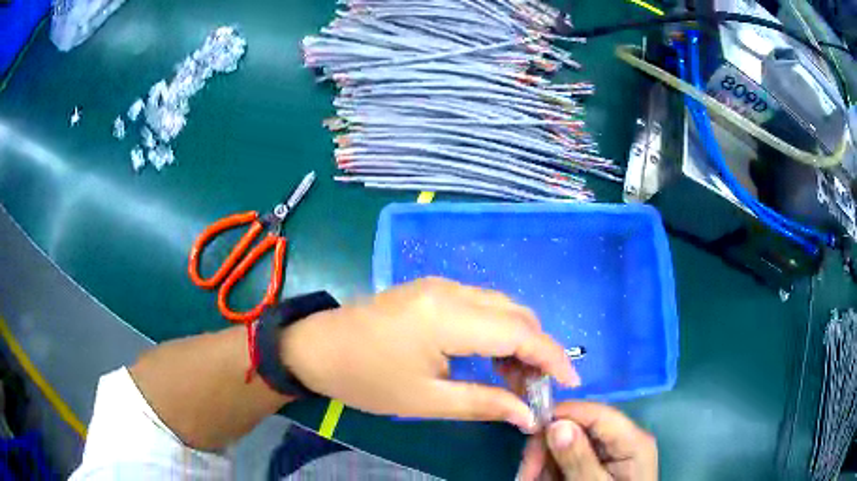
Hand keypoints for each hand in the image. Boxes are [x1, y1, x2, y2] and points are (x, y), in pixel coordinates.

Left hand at [280, 277, 578, 432]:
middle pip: (516, 314)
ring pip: (501, 307)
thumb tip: (528, 416)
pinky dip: (498, 331)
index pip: (521, 333)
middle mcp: (452, 290)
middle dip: (538, 350)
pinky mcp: (432, 290)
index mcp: (449, 317)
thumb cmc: (365, 379)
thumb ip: (484, 404)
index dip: (552, 358)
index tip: (572, 384)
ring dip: (519, 340)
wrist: (315, 348)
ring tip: (518, 380)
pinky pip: (481, 306)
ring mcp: (441, 285)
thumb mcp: (426, 400)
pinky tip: (493, 359)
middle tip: (539, 389)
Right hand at [518, 402, 657, 479]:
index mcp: (632, 440)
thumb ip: (579, 459)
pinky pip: (569, 456)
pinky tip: (542, 480)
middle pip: (578, 426)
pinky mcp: (599, 461)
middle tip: (526, 475)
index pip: (596, 412)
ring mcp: (611, 451)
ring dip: (544, 462)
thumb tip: (556, 424)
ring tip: (531, 480)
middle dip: (547, 447)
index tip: (528, 432)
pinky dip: (550, 469)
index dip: (561, 414)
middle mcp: (623, 438)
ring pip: (568, 441)